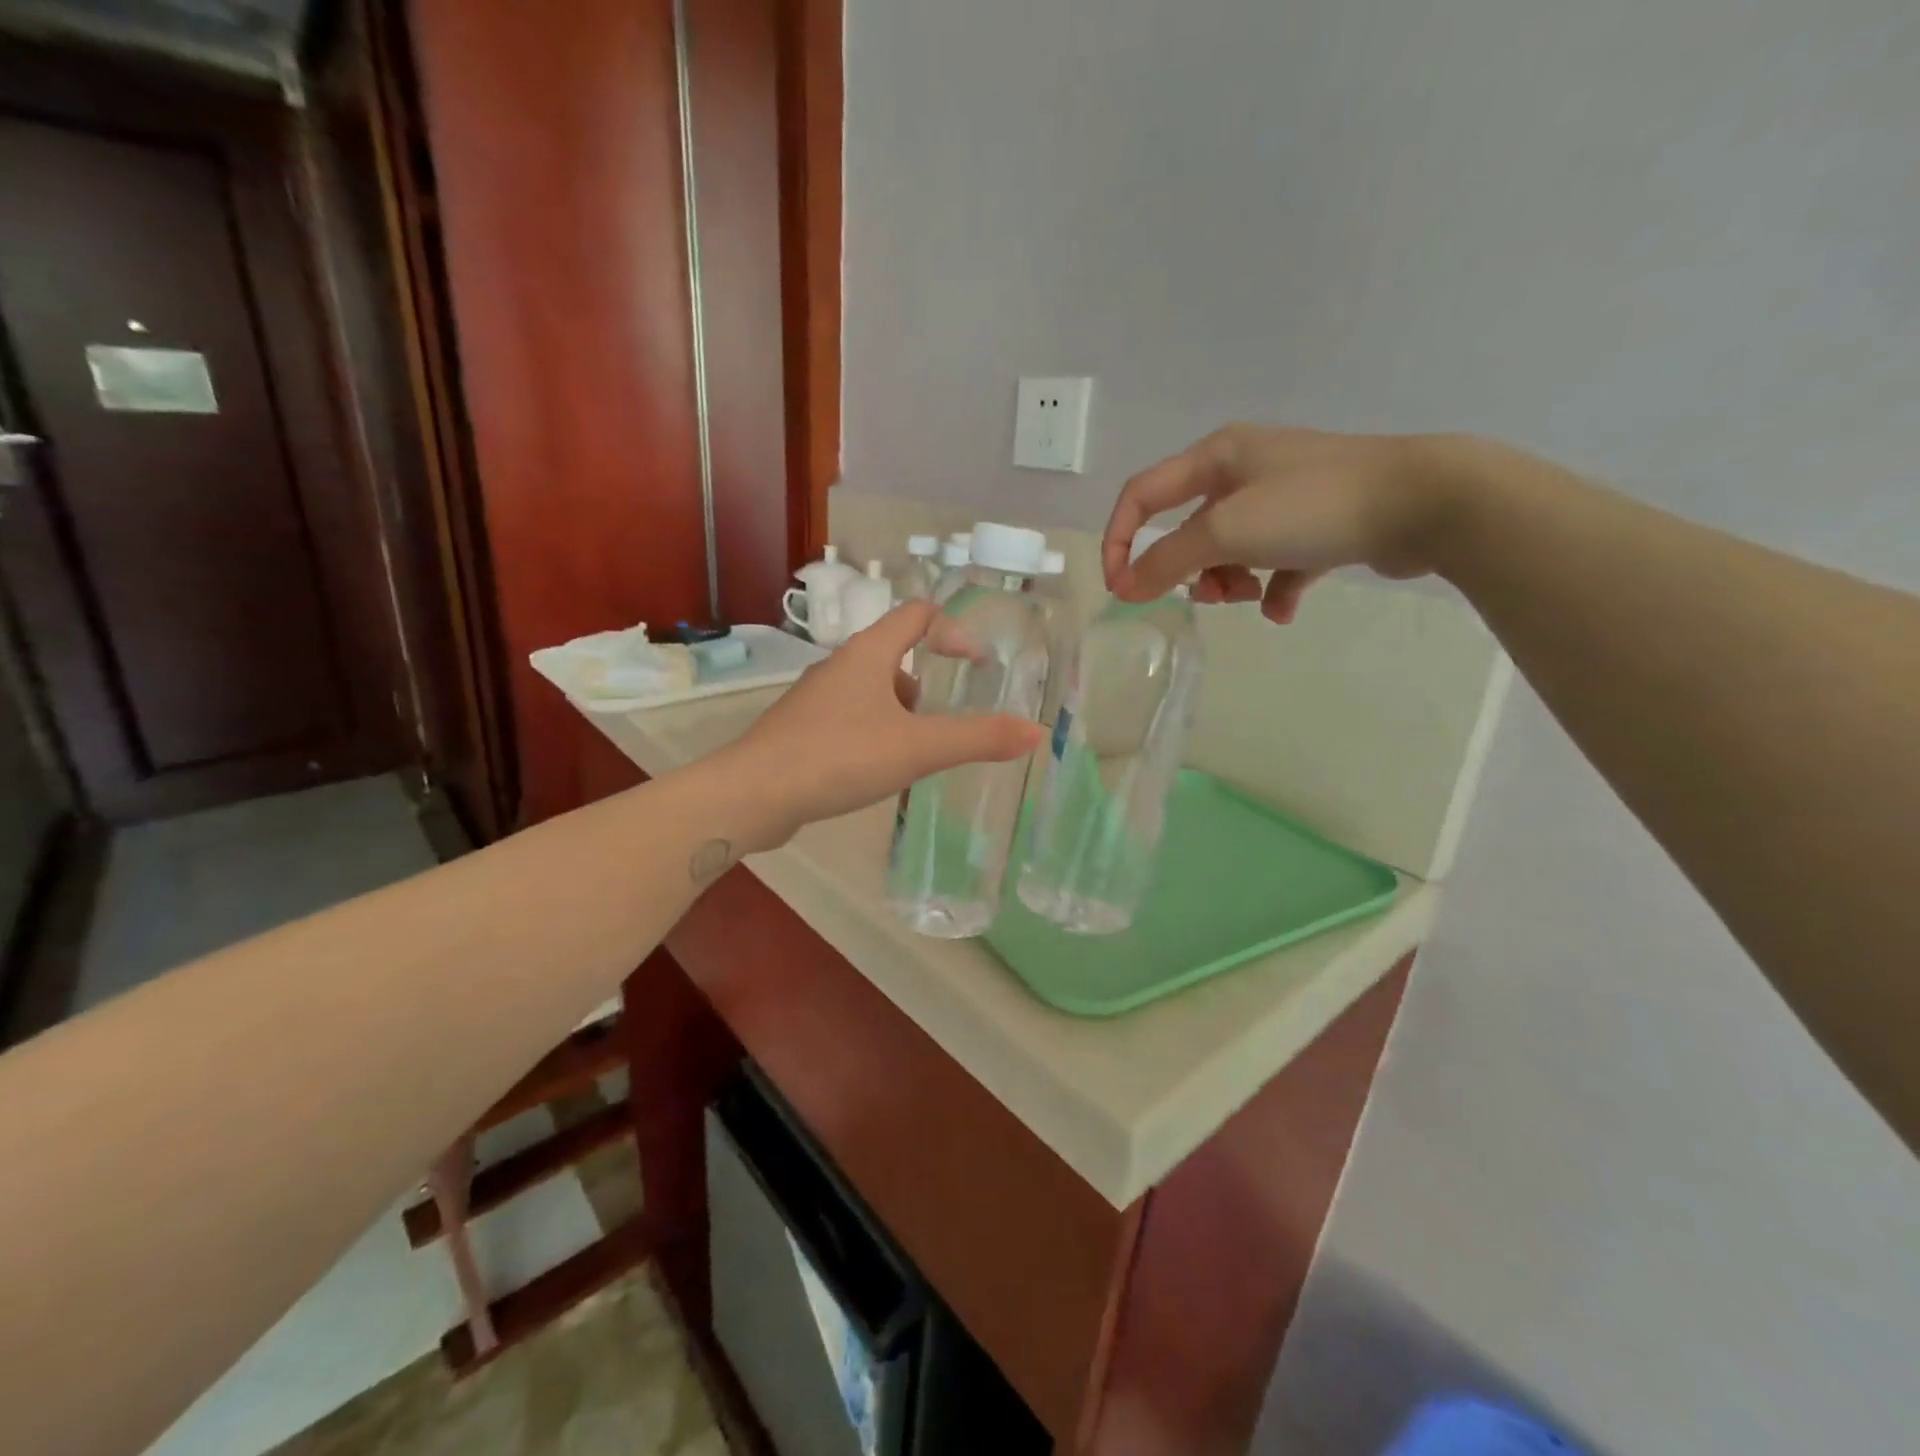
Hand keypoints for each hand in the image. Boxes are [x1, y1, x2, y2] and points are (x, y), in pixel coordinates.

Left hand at [723, 601, 1043, 843]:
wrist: (754, 795)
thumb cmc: (839, 757)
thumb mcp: (918, 747)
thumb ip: (977, 738)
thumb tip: (1036, 731)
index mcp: (867, 654)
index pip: (916, 614)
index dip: (953, 630)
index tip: (976, 666)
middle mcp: (839, 668)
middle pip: (893, 653)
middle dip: (926, 682)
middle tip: (942, 721)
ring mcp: (815, 700)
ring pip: (870, 690)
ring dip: (899, 712)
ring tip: (913, 752)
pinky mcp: (800, 731)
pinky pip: (848, 719)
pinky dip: (873, 733)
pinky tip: (876, 770)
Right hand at [1104, 425, 1482, 622]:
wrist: (1424, 501)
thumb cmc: (1311, 505)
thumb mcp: (1226, 530)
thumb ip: (1168, 560)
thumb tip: (1126, 586)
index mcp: (1217, 456)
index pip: (1142, 494)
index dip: (1119, 539)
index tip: (1121, 588)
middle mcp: (1247, 469)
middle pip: (1189, 528)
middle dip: (1190, 569)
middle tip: (1207, 595)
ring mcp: (1286, 496)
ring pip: (1231, 549)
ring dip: (1231, 582)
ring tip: (1253, 598)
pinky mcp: (1320, 524)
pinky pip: (1277, 563)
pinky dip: (1274, 588)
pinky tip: (1285, 607)